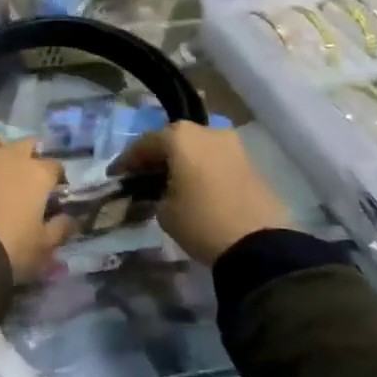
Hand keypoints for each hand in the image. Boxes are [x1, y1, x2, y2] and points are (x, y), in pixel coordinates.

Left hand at [0, 136, 71, 282]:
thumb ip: (61, 229)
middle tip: (22, 178)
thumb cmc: (9, 249)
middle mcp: (8, 155)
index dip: (55, 179)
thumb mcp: (44, 248)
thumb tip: (72, 219)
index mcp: (36, 173)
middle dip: (27, 156)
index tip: (52, 193)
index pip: (55, 166)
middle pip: (25, 144)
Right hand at [109, 122, 289, 265]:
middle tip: (142, 176)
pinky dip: (202, 169)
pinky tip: (194, 187)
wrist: (260, 246)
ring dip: (181, 162)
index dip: (127, 161)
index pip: (144, 144)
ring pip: (197, 148)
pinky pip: (215, 160)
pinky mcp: (250, 162)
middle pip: (172, 140)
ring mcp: (232, 145)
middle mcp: (207, 131)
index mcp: (180, 136)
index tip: (116, 176)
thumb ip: (154, 193)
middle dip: (156, 157)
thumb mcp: (164, 211)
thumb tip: (159, 190)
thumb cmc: (202, 221)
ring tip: (169, 183)